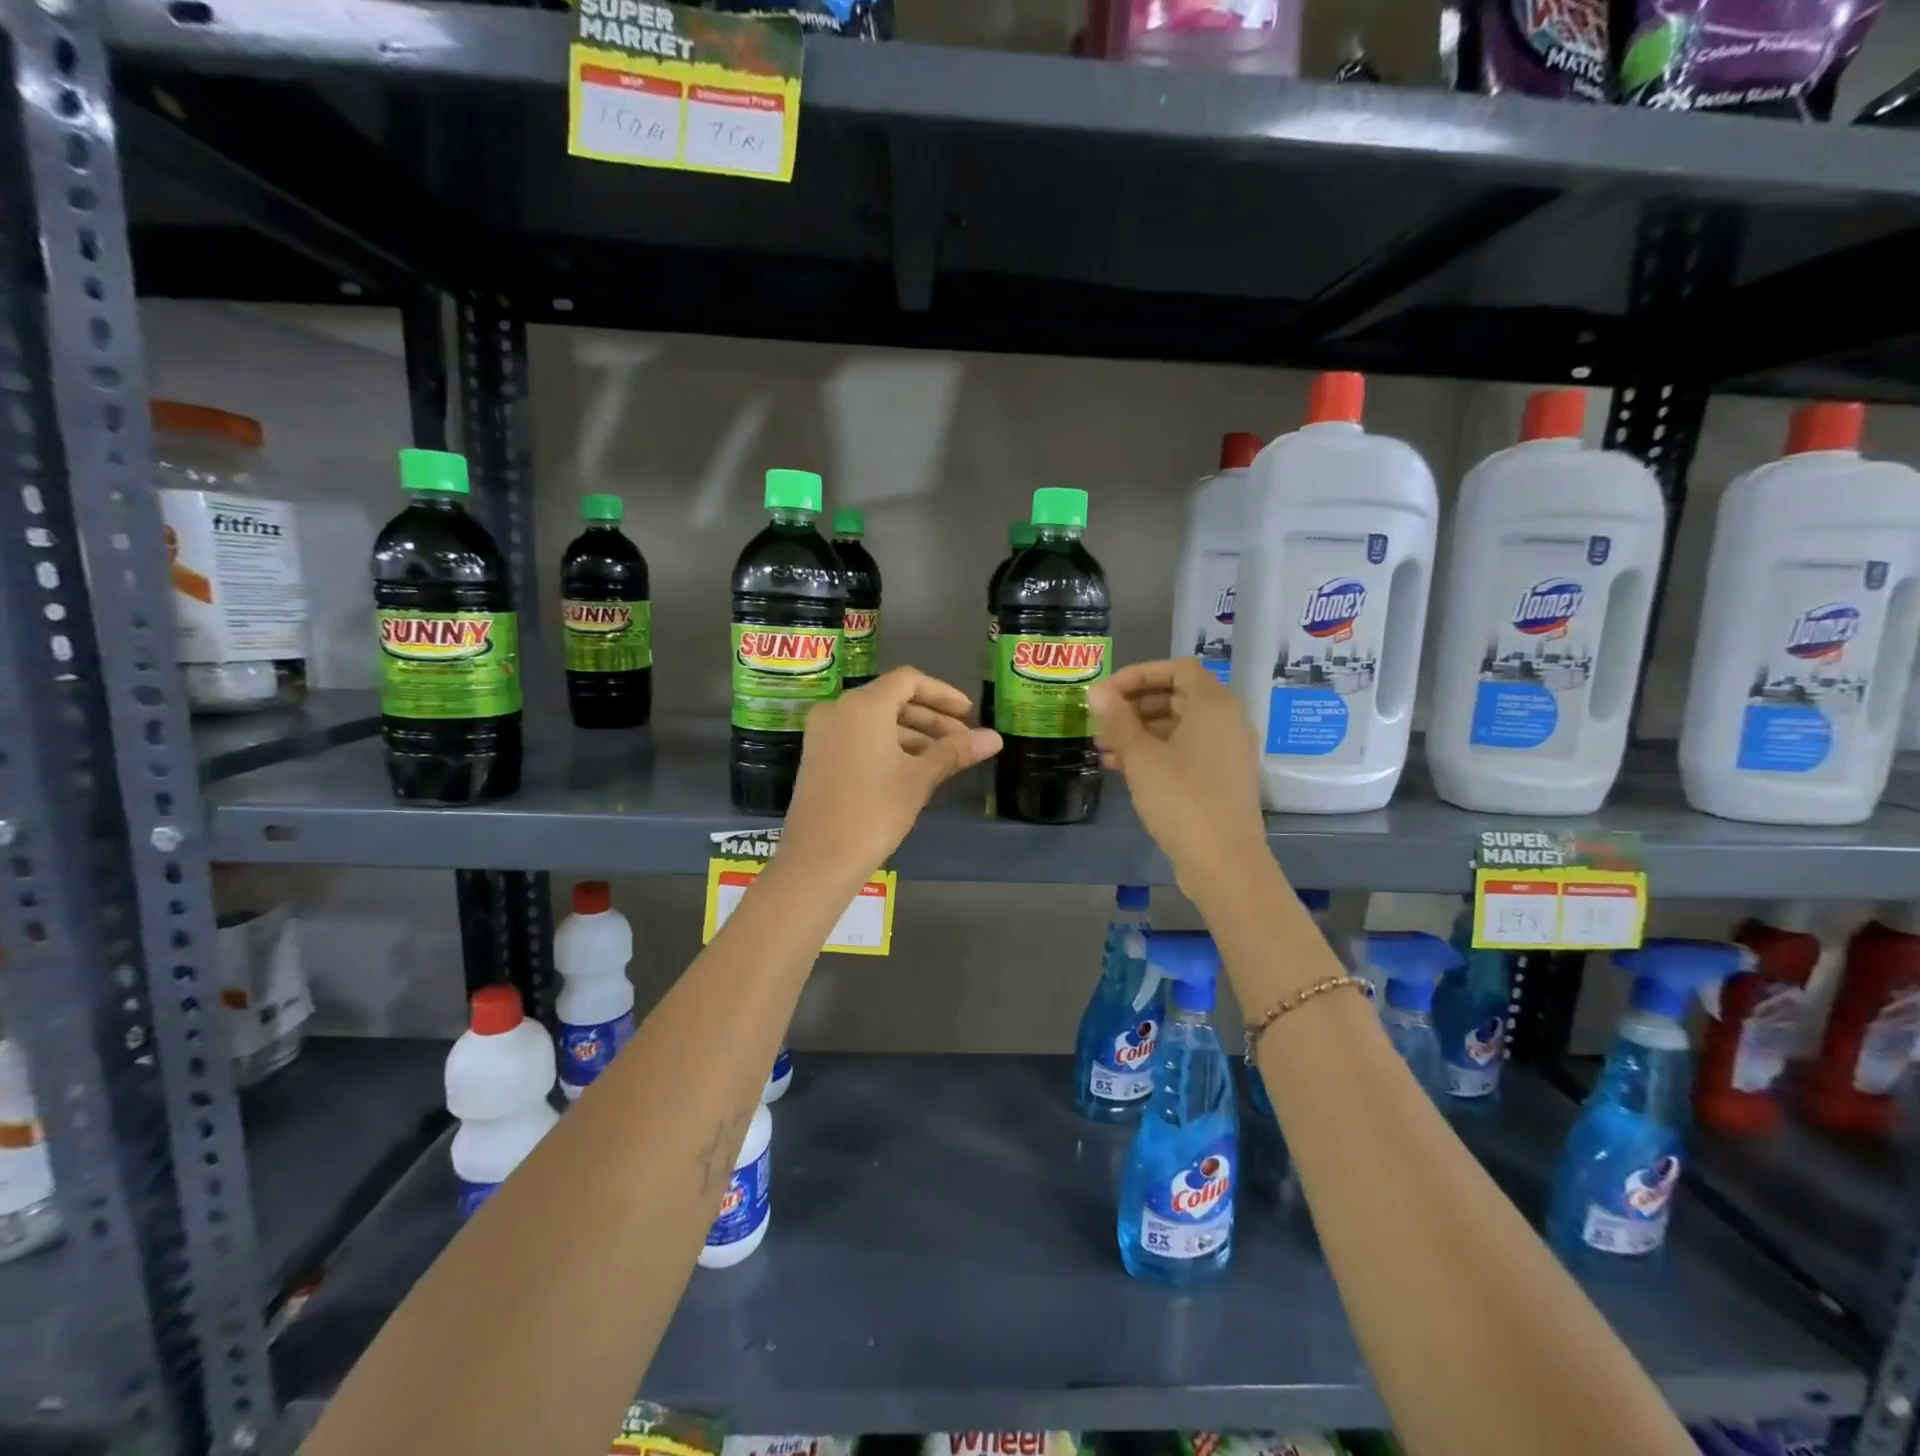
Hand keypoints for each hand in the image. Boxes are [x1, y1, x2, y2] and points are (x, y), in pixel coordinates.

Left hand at [780, 667, 1001, 881]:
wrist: (819, 858)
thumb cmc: (874, 810)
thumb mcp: (920, 778)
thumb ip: (955, 751)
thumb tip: (995, 738)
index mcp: (863, 705)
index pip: (909, 680)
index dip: (943, 694)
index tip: (969, 714)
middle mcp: (838, 709)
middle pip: (892, 699)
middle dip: (931, 718)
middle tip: (962, 741)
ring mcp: (823, 733)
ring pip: (875, 720)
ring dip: (912, 734)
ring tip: (943, 760)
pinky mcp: (818, 756)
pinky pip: (859, 737)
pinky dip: (888, 745)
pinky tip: (912, 770)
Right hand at [1090, 659, 1267, 888]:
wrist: (1224, 861)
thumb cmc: (1181, 798)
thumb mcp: (1141, 756)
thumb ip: (1117, 719)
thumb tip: (1096, 691)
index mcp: (1213, 704)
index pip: (1176, 669)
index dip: (1138, 675)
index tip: (1106, 693)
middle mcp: (1227, 720)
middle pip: (1177, 696)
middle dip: (1135, 705)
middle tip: (1101, 721)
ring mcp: (1226, 751)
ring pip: (1178, 726)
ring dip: (1140, 731)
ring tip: (1103, 747)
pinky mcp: (1221, 778)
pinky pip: (1185, 751)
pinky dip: (1156, 752)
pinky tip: (1121, 768)